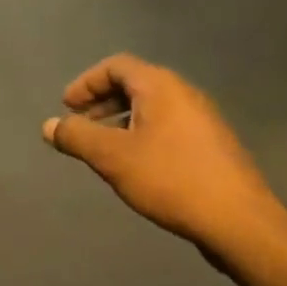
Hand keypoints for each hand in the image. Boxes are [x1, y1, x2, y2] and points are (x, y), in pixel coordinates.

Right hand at [42, 54, 279, 253]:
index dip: (85, 83)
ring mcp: (202, 119)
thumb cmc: (170, 179)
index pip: (116, 66)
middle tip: (79, 125)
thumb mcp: (112, 157)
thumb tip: (49, 125)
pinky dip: (141, 134)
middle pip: (135, 84)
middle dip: (101, 102)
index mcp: (161, 86)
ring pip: (152, 108)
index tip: (66, 107)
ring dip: (120, 120)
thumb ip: (77, 136)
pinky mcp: (211, 145)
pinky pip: (167, 127)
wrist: (237, 219)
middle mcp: (184, 93)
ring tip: (102, 148)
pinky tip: (135, 165)